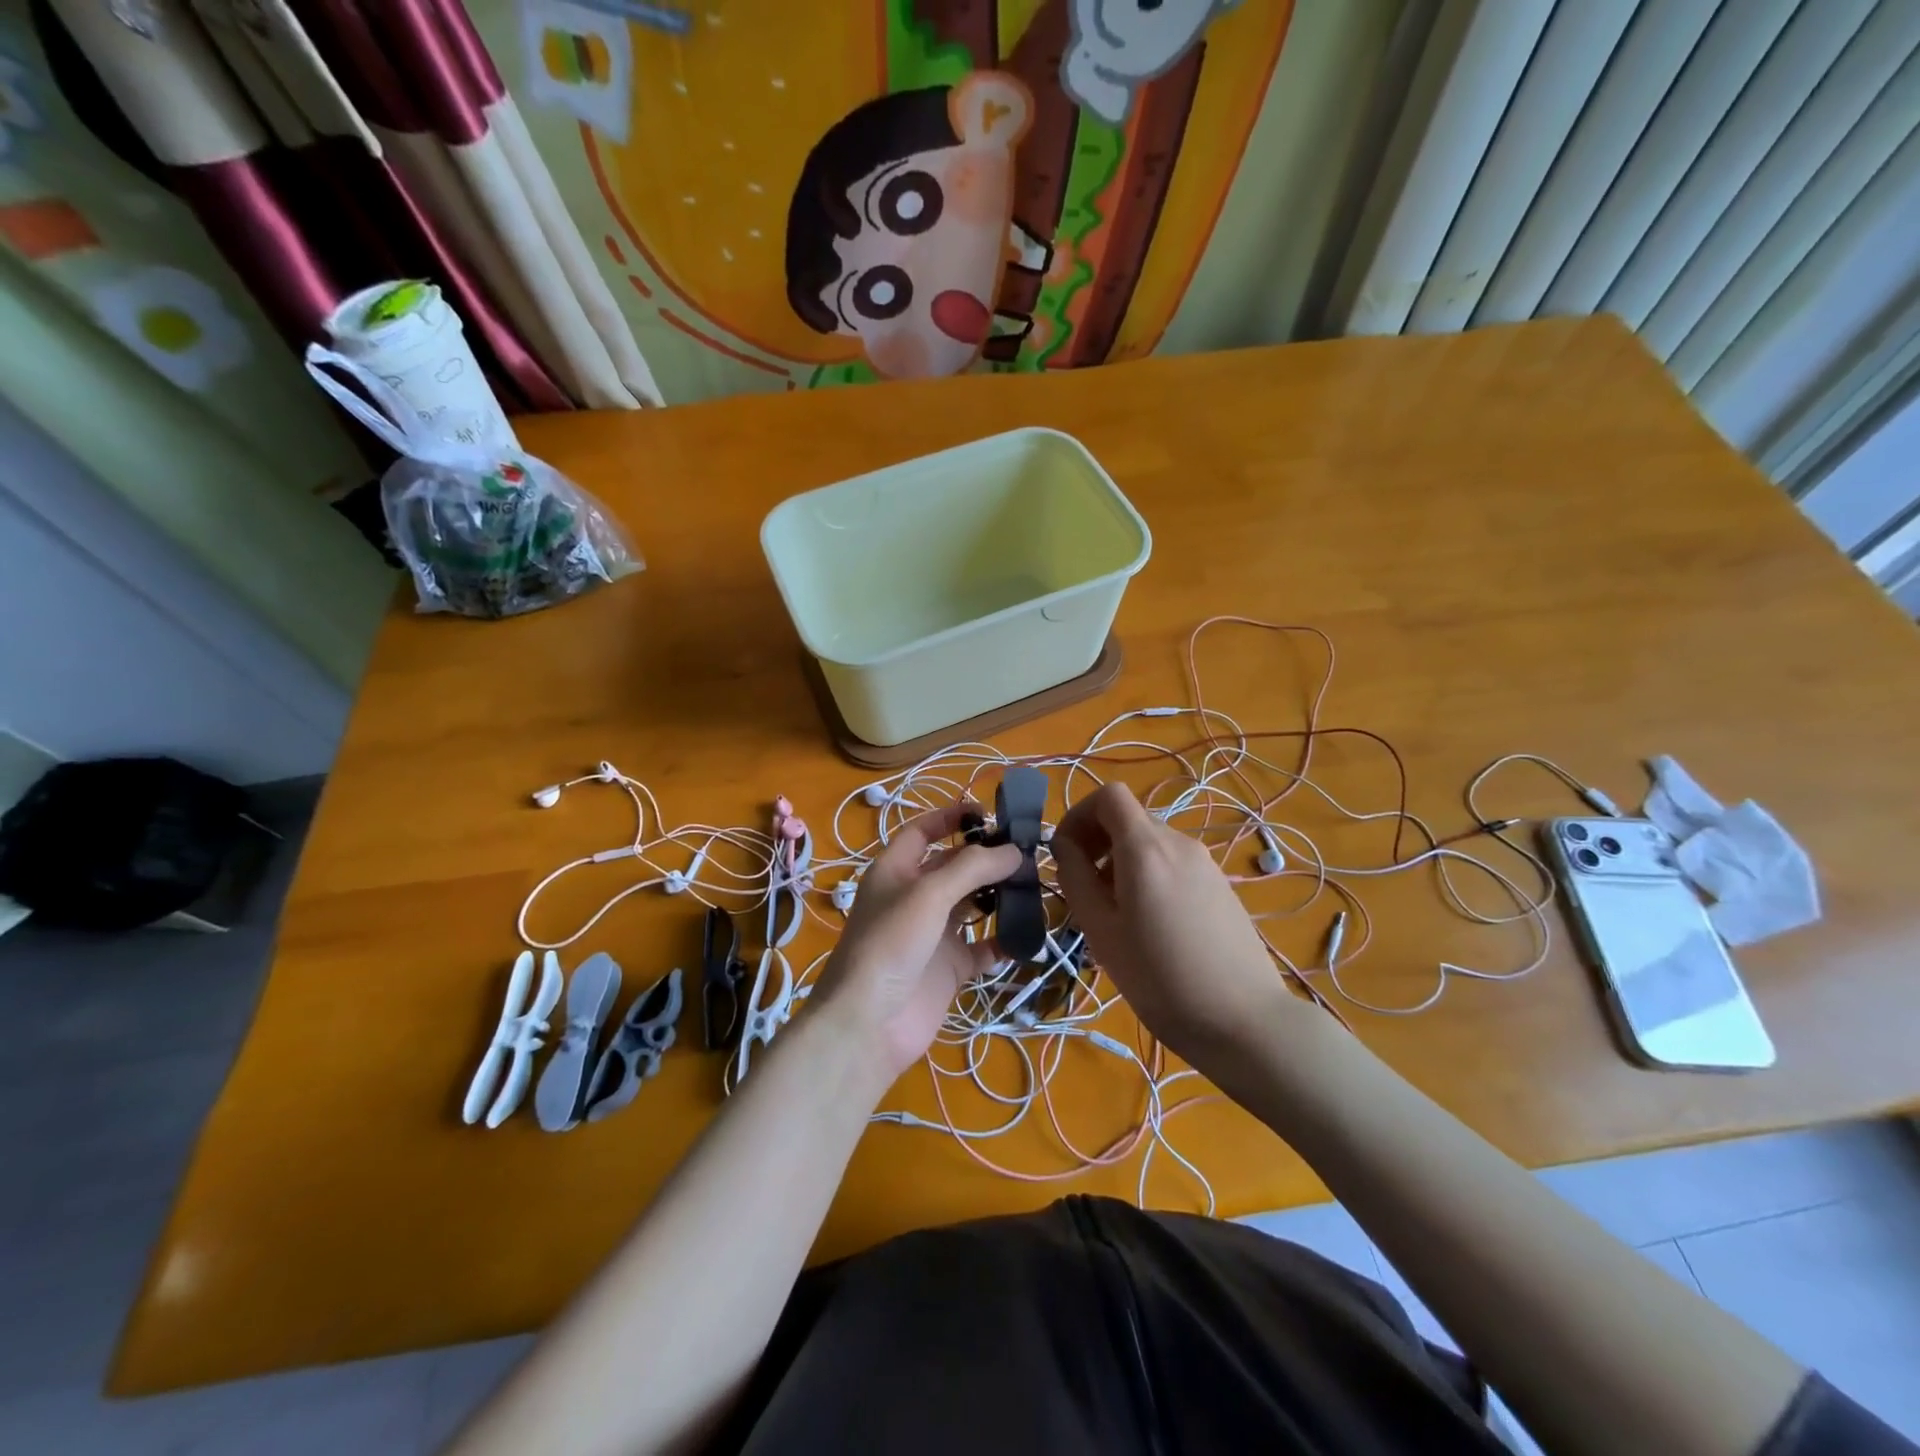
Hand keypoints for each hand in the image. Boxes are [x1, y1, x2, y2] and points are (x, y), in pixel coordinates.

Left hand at [810, 804, 1021, 1084]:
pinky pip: (983, 948)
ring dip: (1000, 896)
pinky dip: (1004, 941)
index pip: (923, 832)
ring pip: (972, 905)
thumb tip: (1014, 851)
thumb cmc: (891, 943)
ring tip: (1035, 885)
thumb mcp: (929, 893)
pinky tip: (1028, 934)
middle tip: (1028, 852)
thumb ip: (972, 868)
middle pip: (954, 868)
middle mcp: (914, 898)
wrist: (870, 1023)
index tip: (988, 812)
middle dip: (987, 858)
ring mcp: (933, 934)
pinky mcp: (949, 967)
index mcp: (896, 871)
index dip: (950, 818)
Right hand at [1051, 782, 1299, 1066]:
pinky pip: (1173, 863)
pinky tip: (1150, 924)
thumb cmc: (1160, 978)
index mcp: (1145, 848)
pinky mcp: (1220, 885)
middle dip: (1097, 842)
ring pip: (1150, 843)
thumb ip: (1076, 879)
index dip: (1079, 814)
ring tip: (1114, 913)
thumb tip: (1064, 846)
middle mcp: (1178, 843)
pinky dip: (1149, 875)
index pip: (1109, 795)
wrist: (1244, 1021)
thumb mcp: (1102, 931)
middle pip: (1128, 819)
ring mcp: (1205, 863)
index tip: (1065, 852)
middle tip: (1084, 889)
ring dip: (1121, 861)